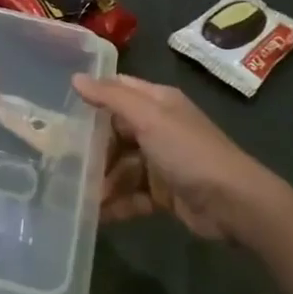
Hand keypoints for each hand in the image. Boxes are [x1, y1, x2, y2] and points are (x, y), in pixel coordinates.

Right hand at [71, 73, 292, 245]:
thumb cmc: (189, 152)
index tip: (57, 108)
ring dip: (101, 181)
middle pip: (114, 133)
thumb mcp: (149, 118)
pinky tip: (95, 215)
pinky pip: (132, 196)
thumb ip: (111, 98)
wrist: (234, 204)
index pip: (117, 91)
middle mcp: (158, 128)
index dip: (92, 96)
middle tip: (58, 159)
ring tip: (75, 195)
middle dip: (91, 148)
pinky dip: (116, 204)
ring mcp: (161, 162)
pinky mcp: (163, 193)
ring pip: (120, 167)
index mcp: (157, 103)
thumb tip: (75, 78)